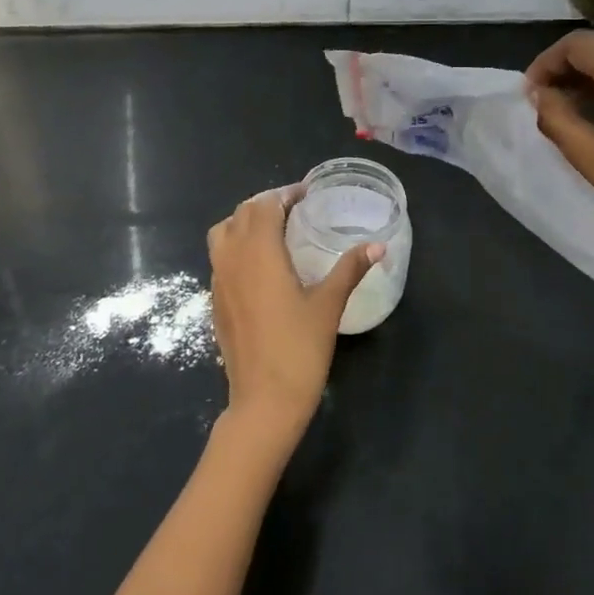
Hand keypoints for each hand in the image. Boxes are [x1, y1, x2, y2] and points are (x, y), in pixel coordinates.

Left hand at [207, 187, 383, 452]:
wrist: (263, 400)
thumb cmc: (299, 349)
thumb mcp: (328, 305)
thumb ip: (350, 269)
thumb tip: (378, 245)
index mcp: (259, 252)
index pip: (265, 205)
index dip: (284, 194)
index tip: (306, 195)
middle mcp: (232, 258)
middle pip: (241, 213)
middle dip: (266, 204)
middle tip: (295, 210)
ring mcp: (218, 280)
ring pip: (223, 233)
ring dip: (245, 222)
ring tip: (274, 232)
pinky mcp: (215, 300)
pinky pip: (220, 258)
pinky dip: (236, 246)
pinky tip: (261, 266)